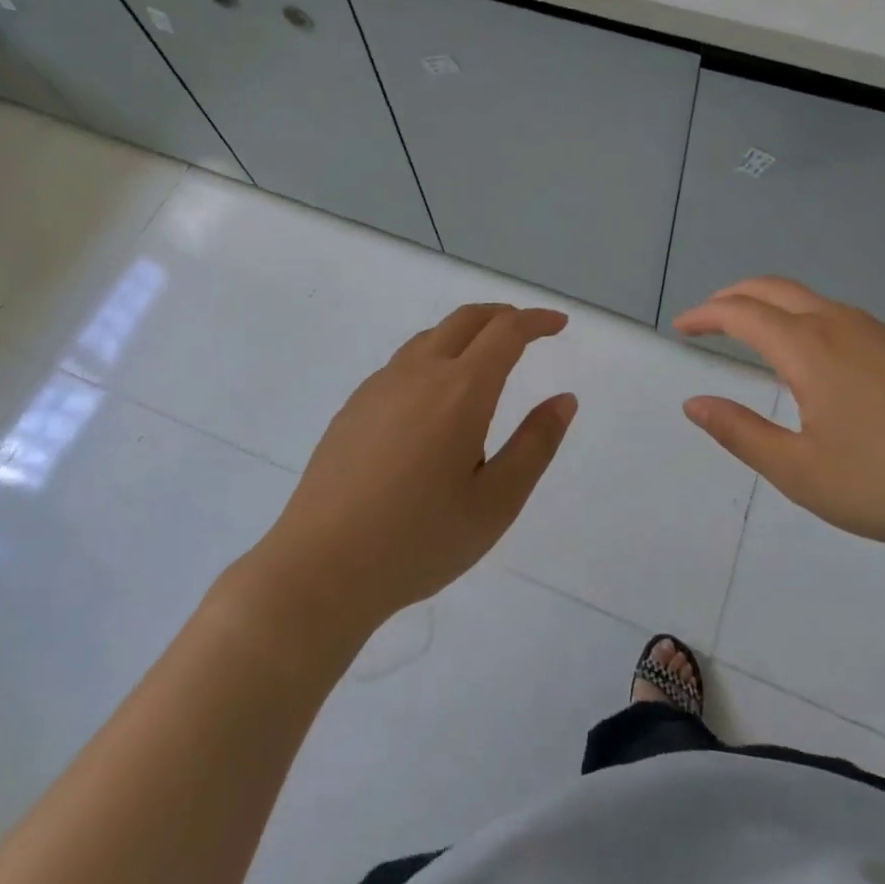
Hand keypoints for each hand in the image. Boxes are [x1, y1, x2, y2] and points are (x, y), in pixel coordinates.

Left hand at [250, 303, 576, 641]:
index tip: (559, 325)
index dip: (537, 321)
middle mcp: (420, 372)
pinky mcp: (354, 406)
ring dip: (466, 333)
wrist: (320, 568)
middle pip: (466, 319)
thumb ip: (535, 445)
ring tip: (484, 361)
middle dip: (503, 315)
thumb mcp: (496, 503)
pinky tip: (433, 399)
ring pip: (431, 337)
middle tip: (528, 330)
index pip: (507, 332)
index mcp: (461, 390)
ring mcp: (380, 385)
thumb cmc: (419, 540)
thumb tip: (564, 399)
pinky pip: (403, 362)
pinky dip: (435, 356)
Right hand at [675, 277, 884, 558]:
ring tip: (755, 333)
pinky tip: (818, 358)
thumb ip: (740, 433)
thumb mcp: (800, 471)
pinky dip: (807, 319)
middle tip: (708, 317)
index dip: (705, 315)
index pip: (740, 313)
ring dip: (772, 305)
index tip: (681, 327)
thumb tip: (694, 404)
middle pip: (774, 288)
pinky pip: (842, 317)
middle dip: (733, 296)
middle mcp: (841, 324)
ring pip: (811, 300)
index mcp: (808, 347)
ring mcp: (882, 333)